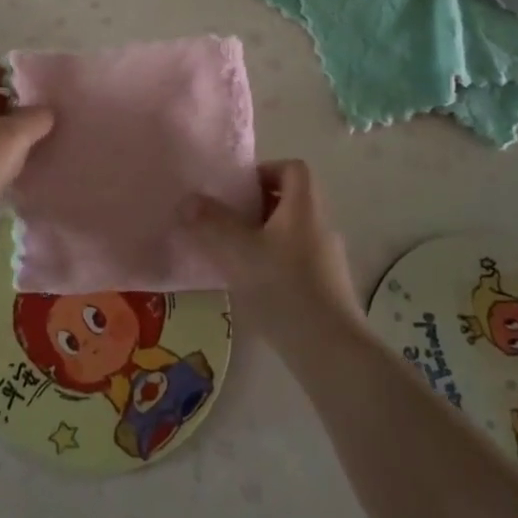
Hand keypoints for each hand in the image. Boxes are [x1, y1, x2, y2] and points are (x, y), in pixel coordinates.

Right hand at [179, 160, 361, 353]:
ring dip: (263, 236)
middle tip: (227, 221)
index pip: (293, 169)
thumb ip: (210, 222)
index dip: (265, 170)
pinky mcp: (327, 287)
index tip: (238, 190)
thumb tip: (188, 201)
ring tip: (234, 255)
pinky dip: (274, 263)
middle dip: (257, 206)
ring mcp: (328, 258)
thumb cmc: (283, 287)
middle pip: (291, 200)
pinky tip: (253, 285)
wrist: (330, 348)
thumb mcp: (237, 251)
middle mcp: (321, 225)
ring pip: (292, 232)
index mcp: (304, 206)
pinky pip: (297, 260)